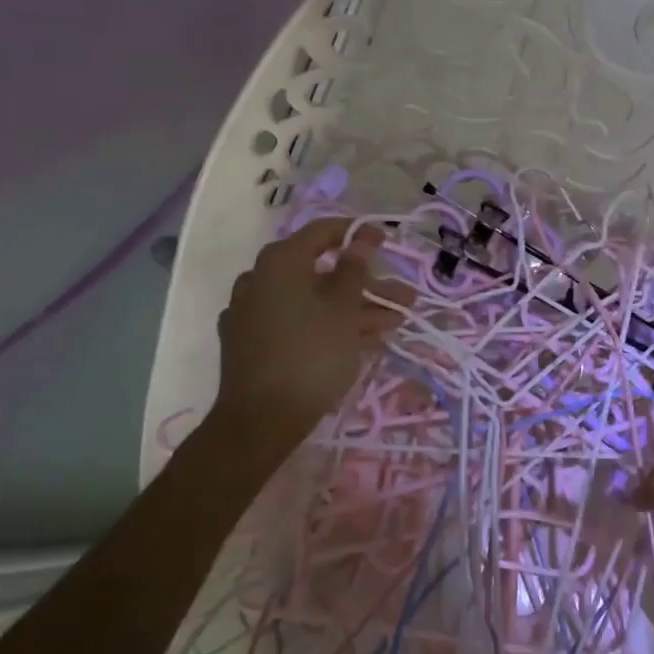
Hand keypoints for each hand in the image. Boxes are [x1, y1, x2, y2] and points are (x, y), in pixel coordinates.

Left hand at [212, 217, 410, 452]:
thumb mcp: (343, 311)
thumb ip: (354, 270)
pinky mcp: (250, 342)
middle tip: (404, 297)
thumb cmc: (310, 355)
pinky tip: (360, 342)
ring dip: (354, 309)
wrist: (260, 421)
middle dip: (367, 285)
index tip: (386, 240)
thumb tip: (361, 238)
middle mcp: (259, 279)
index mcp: (279, 262)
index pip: (322, 232)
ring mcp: (252, 312)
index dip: (357, 234)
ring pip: (312, 301)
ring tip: (393, 324)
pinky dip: (326, 326)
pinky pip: (296, 322)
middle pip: (321, 272)